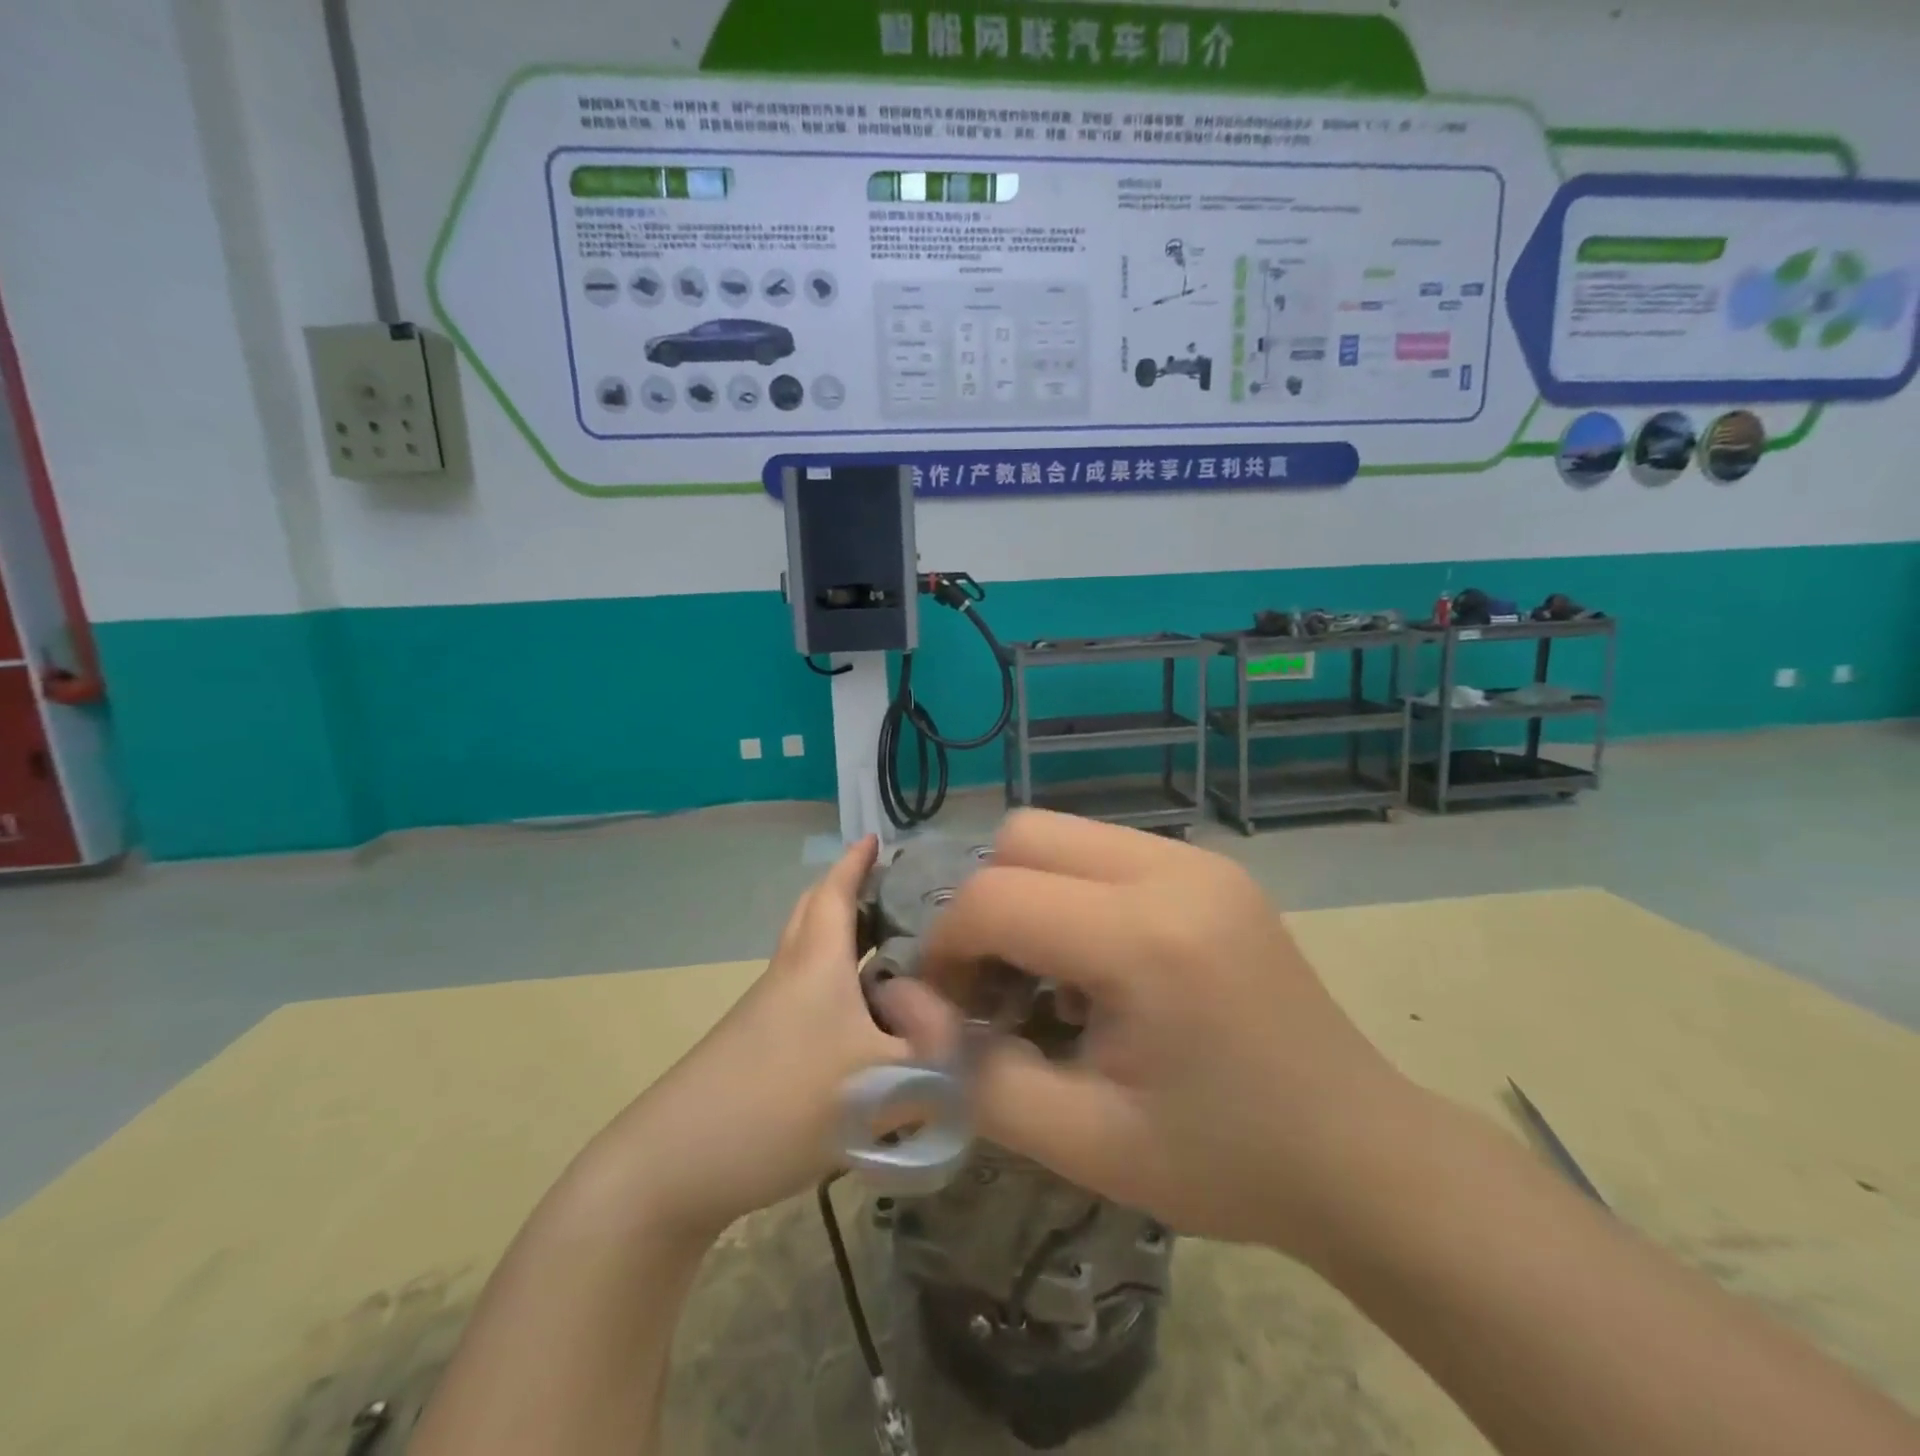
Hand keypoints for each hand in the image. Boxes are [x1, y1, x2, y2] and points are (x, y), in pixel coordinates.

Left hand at [608, 835, 903, 1238]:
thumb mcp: (883, 1083)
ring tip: (888, 955)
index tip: (875, 838)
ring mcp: (767, 1011)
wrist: (676, 1164)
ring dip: (842, 943)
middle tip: (889, 893)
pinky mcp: (757, 1046)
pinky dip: (835, 987)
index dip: (856, 862)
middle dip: (847, 893)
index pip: (835, 892)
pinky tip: (862, 1025)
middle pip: (814, 915)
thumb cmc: (784, 1103)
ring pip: (809, 958)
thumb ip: (934, 1056)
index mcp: (817, 963)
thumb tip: (955, 1029)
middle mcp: (790, 974)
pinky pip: (805, 995)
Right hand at [884, 811, 1414, 1256]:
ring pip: (1062, 835)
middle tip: (992, 984)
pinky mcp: (1211, 867)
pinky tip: (1092, 965)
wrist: (1360, 1153)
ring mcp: (1198, 860)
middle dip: (982, 905)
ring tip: (1042, 977)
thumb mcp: (1085, 1143)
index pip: (995, 898)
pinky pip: (1104, 851)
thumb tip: (905, 1010)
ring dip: (1026, 894)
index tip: (948, 1008)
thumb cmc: (1224, 1162)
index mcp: (1145, 938)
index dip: (947, 948)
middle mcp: (1172, 870)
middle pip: (1023, 836)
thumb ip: (976, 1077)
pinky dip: (1070, 893)